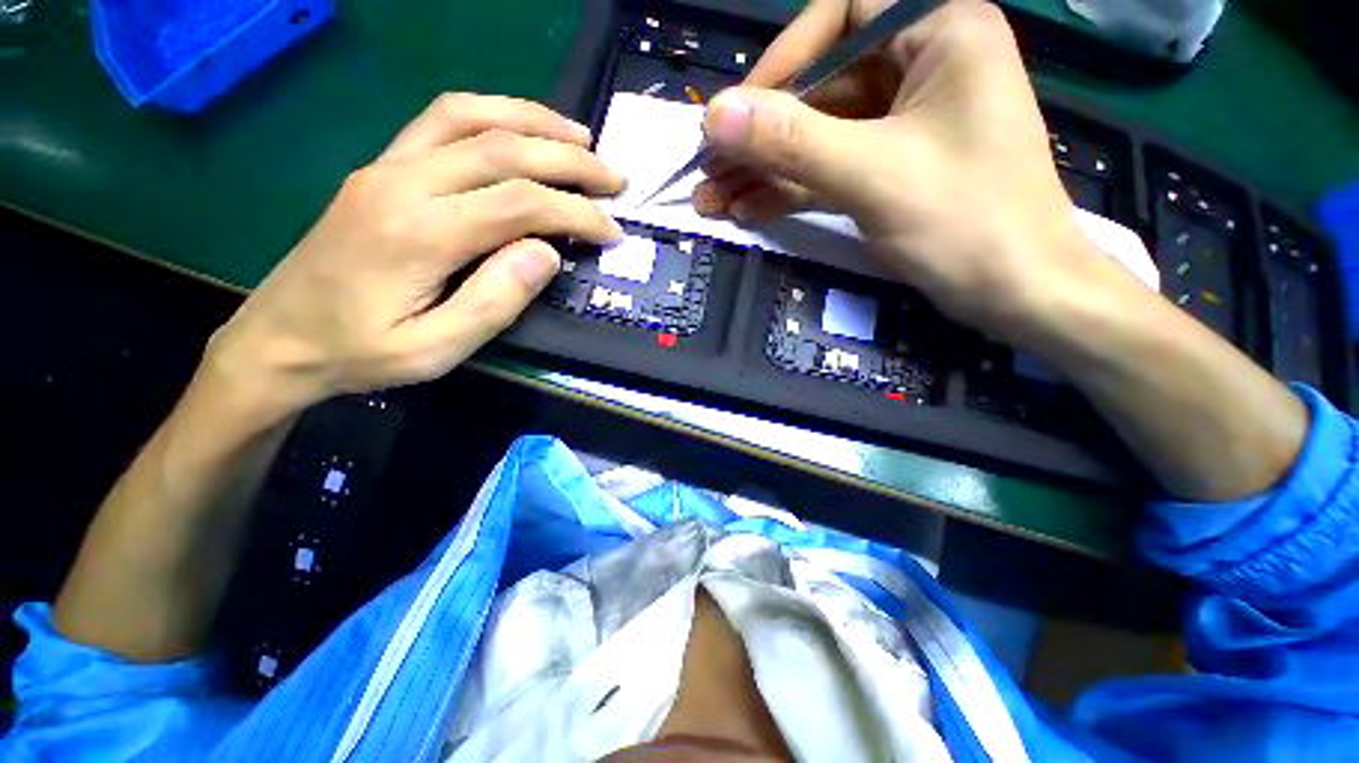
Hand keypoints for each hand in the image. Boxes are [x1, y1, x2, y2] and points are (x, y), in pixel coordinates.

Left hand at [207, 94, 624, 415]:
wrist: (276, 338)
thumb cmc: (359, 353)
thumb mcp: (435, 350)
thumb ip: (495, 302)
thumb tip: (547, 253)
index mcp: (419, 233)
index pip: (519, 203)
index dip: (575, 212)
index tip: (612, 229)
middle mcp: (403, 182)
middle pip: (502, 148)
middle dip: (570, 159)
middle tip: (614, 176)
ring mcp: (387, 166)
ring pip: (471, 117)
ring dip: (534, 120)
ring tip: (580, 136)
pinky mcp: (381, 167)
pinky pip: (441, 119)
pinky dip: (492, 114)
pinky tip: (520, 127)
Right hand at [693, 0, 1110, 343]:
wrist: (1017, 294)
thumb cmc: (966, 223)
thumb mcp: (872, 175)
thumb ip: (792, 141)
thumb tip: (715, 116)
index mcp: (938, 32)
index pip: (841, 15)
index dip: (783, 61)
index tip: (739, 113)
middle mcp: (920, 66)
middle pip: (821, 87)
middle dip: (761, 136)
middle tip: (710, 173)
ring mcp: (902, 123)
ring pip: (818, 135)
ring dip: (765, 170)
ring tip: (715, 201)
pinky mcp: (889, 169)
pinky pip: (829, 167)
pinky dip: (789, 189)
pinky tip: (748, 209)